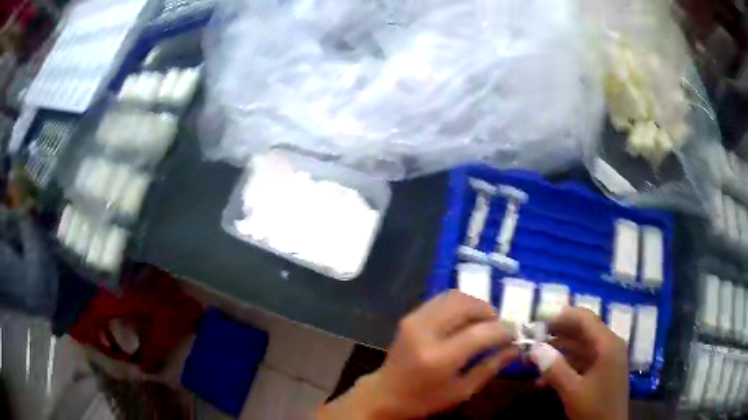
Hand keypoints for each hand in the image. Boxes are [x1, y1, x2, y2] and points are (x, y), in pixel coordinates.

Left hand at [319, 290, 518, 418]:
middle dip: (489, 311)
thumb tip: (515, 348)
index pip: (480, 333)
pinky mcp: (410, 316)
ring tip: (484, 321)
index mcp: (439, 358)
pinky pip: (442, 299)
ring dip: (475, 304)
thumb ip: (490, 367)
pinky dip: (460, 303)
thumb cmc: (426, 399)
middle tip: (499, 325)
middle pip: (466, 305)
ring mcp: (415, 320)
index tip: (515, 333)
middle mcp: (425, 332)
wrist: (386, 393)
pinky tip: (466, 319)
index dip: (503, 330)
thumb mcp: (462, 391)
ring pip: (454, 296)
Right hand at [530, 307, 628, 419]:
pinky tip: (545, 378)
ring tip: (536, 356)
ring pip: (581, 347)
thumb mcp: (573, 391)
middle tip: (534, 338)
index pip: (585, 319)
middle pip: (583, 331)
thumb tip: (535, 348)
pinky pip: (583, 361)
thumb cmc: (595, 407)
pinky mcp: (603, 371)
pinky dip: (566, 365)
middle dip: (558, 333)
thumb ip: (555, 369)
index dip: (562, 316)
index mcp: (608, 344)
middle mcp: (610, 345)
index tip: (539, 320)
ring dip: (559, 351)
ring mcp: (607, 358)